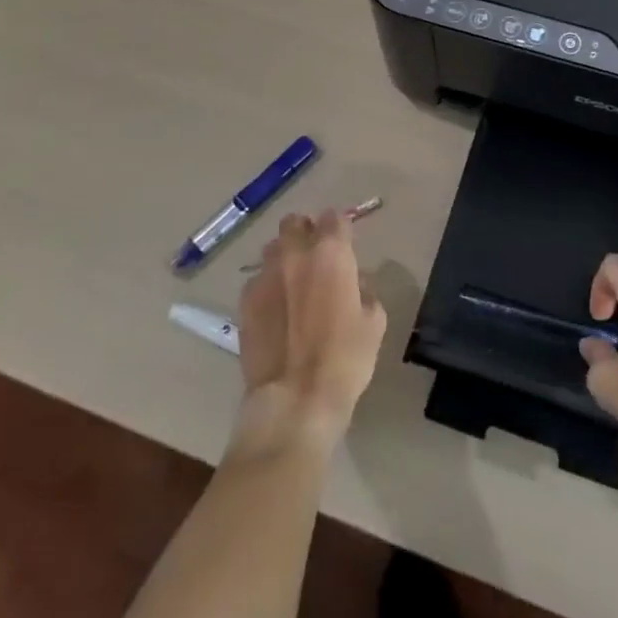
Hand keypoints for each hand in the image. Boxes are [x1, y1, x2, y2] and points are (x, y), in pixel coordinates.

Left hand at [232, 211, 386, 458]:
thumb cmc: (345, 359)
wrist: (295, 400)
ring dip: (284, 256)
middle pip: (295, 222)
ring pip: (272, 248)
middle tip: (315, 256)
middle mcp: (294, 254)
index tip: (344, 243)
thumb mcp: (373, 321)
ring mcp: (264, 275)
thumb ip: (363, 290)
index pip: (334, 217)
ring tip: (292, 282)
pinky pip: (257, 280)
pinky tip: (276, 311)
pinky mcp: (244, 301)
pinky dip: (268, 287)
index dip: (340, 227)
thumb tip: (353, 283)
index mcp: (331, 253)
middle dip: (305, 231)